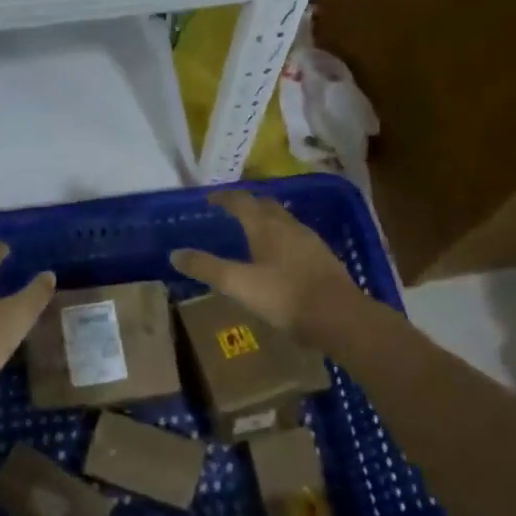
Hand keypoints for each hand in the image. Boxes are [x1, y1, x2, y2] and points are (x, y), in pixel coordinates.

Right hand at [170, 190, 363, 337]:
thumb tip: (175, 253)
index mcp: (265, 226)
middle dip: (247, 204)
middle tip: (231, 211)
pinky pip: (297, 238)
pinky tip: (282, 256)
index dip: (223, 197)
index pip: (241, 201)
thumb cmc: (285, 297)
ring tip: (254, 231)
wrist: (341, 318)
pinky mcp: (323, 258)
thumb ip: (207, 268)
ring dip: (266, 219)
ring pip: (284, 220)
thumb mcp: (238, 284)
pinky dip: (282, 238)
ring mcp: (310, 241)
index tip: (209, 199)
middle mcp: (288, 226)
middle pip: (265, 205)